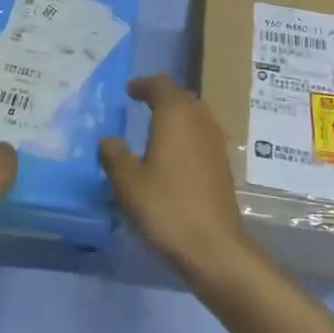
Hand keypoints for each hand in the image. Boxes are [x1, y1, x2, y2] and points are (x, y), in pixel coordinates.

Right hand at [100, 75, 250, 274]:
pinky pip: (203, 136)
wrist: (213, 247)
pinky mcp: (224, 165)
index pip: (161, 85)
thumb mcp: (127, 183)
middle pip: (182, 97)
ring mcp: (216, 143)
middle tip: (142, 105)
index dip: (144, 85)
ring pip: (196, 116)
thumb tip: (109, 141)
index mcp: (175, 116)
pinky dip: (188, 136)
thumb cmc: (165, 207)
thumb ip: (114, 156)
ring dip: (178, 116)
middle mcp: (200, 121)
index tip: (129, 91)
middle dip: (163, 97)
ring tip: (158, 128)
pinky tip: (175, 156)